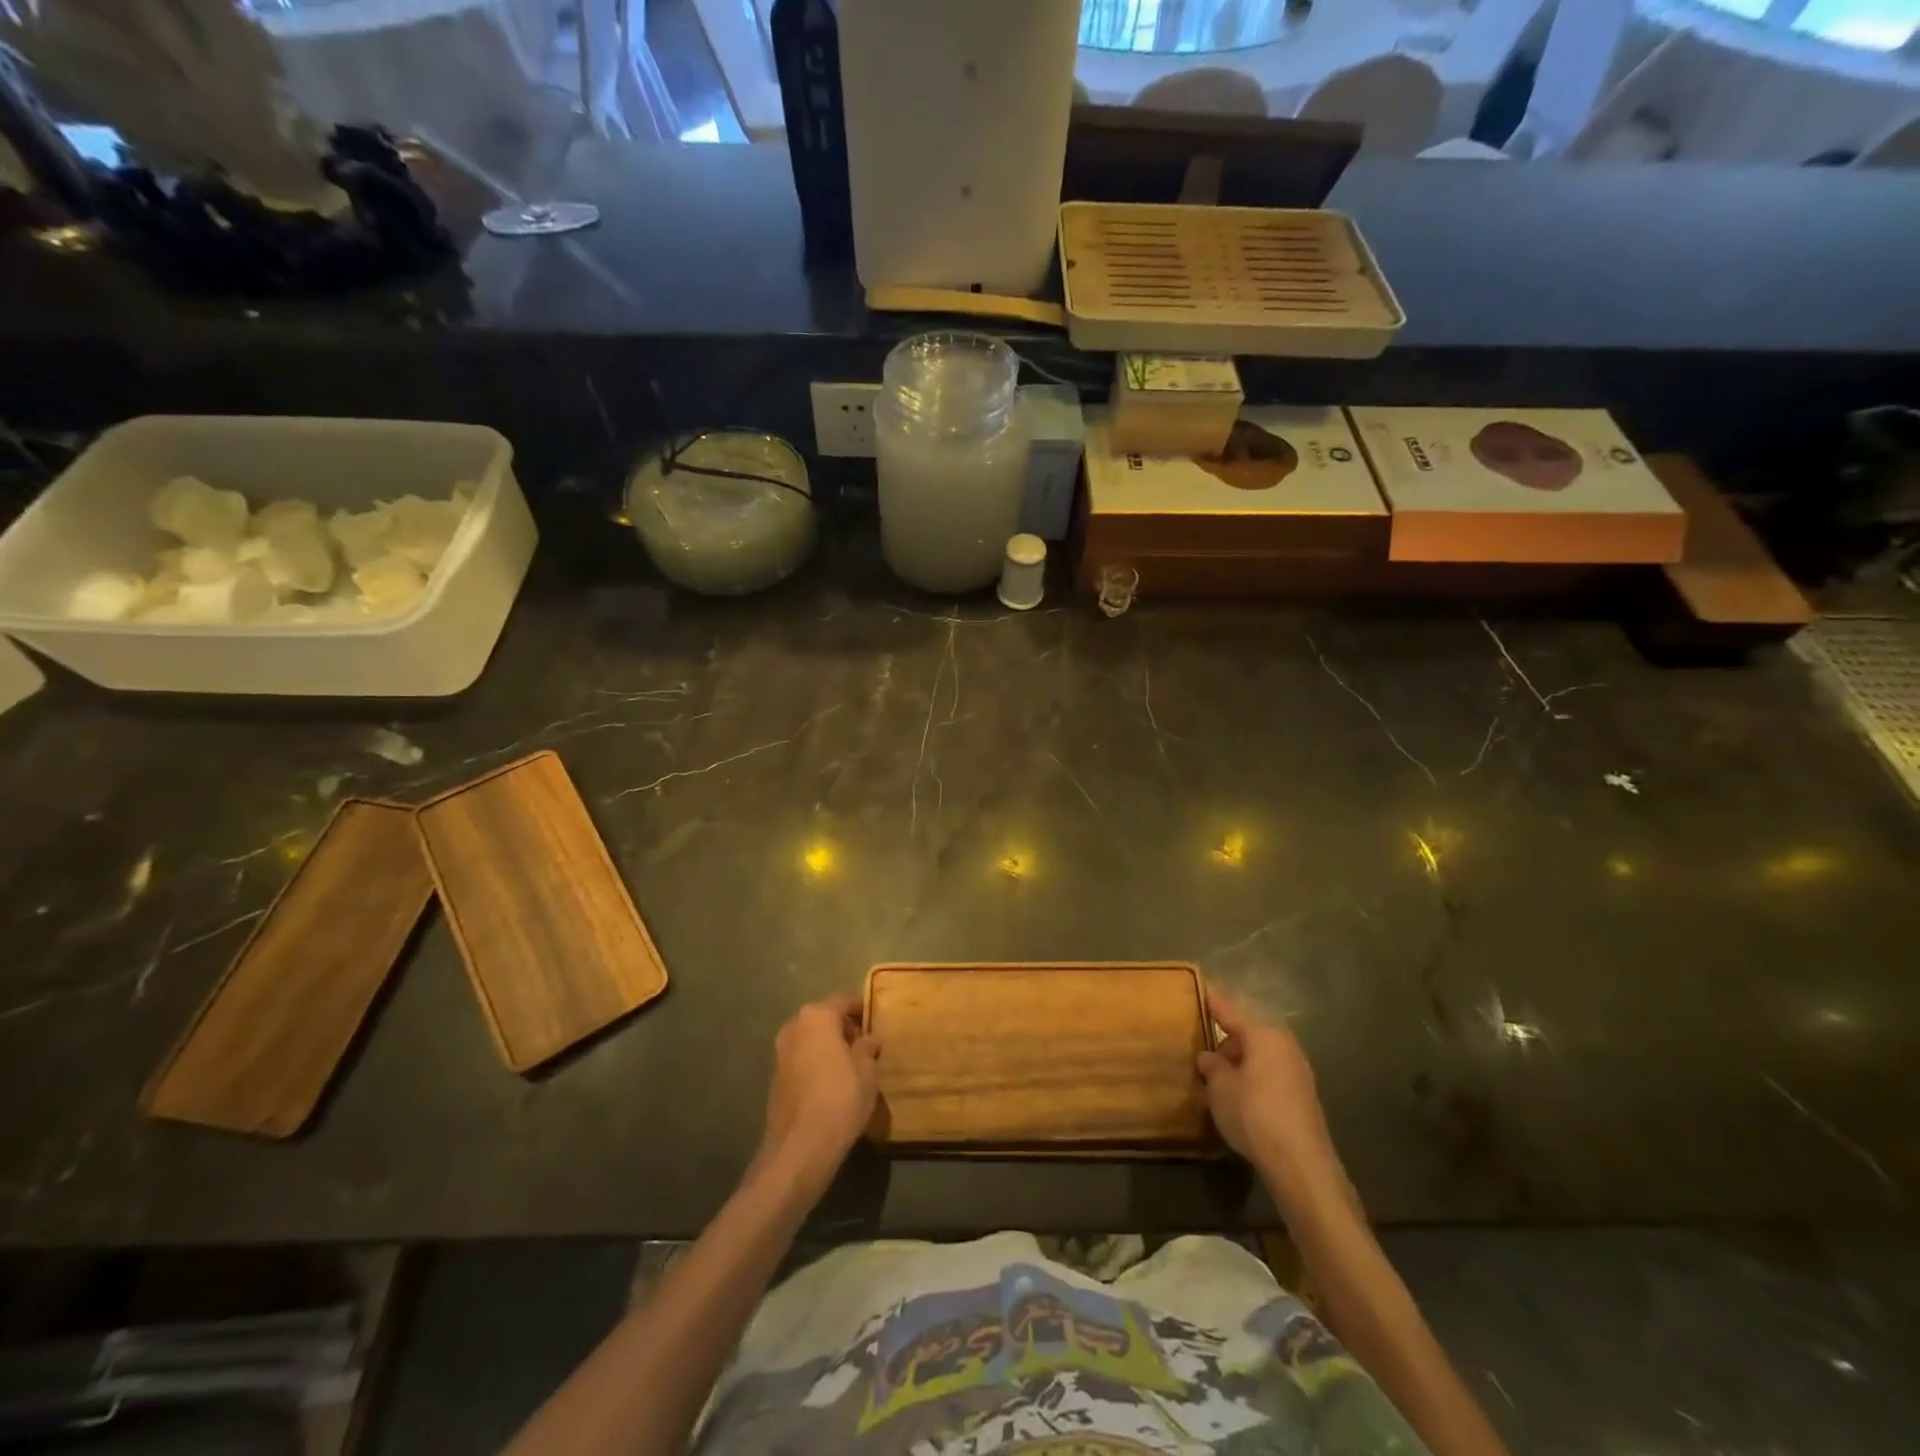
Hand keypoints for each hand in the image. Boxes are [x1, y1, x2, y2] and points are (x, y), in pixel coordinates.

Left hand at [755, 994, 879, 1197]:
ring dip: (829, 1047)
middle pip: (824, 1019)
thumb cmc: (840, 1098)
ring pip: (811, 1040)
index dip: (862, 1009)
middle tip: (867, 1043)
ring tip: (852, 1065)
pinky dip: (817, 1063)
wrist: (800, 1148)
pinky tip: (833, 1083)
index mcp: (817, 1016)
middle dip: (844, 1028)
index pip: (843, 1001)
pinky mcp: (775, 1078)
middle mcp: (794, 1027)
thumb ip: (867, 1048)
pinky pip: (802, 1060)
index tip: (877, 1019)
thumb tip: (868, 1039)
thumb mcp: (867, 1070)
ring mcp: (780, 1053)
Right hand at [1197, 988, 1341, 1201]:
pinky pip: (1270, 1074)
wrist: (1301, 1165)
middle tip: (1200, 1048)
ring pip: (1260, 1055)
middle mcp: (1284, 1045)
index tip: (1199, 986)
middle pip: (1248, 1032)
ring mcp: (1298, 1071)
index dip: (1211, 1000)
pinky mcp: (1303, 1095)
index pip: (1229, 1009)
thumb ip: (1212, 1065)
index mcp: (1263, 1035)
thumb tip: (1209, 1056)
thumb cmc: (1254, 1114)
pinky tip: (1239, 1096)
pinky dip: (1253, 1077)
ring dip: (1239, 1061)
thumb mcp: (1220, 1087)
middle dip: (1224, 1039)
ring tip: (1216, 1076)